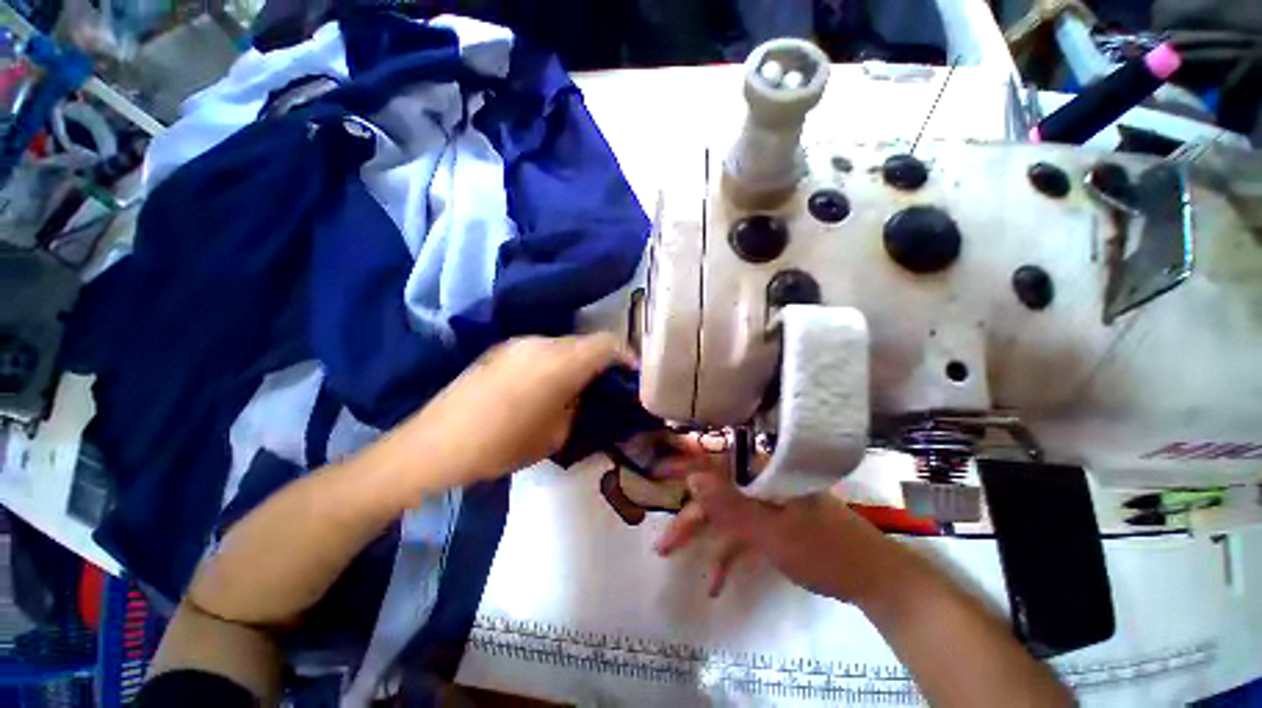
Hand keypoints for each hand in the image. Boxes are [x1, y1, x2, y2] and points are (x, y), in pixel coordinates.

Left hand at [378, 333, 632, 493]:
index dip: (627, 355)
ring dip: (578, 360)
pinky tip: (546, 385)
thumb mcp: (555, 435)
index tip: (634, 374)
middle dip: (602, 359)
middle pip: (586, 341)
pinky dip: (555, 361)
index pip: (607, 343)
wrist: (435, 444)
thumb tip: (583, 394)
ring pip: (564, 344)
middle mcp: (541, 342)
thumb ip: (577, 406)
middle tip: (608, 384)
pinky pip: (541, 349)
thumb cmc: (502, 445)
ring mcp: (518, 343)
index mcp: (559, 362)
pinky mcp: (501, 349)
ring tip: (577, 386)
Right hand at [654, 450, 911, 604]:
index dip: (685, 459)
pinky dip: (727, 556)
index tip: (657, 467)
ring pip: (723, 515)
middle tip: (658, 529)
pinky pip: (741, 536)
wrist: (872, 579)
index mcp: (762, 472)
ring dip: (699, 536)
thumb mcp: (772, 530)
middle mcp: (759, 484)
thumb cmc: (823, 548)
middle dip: (686, 513)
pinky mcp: (770, 526)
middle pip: (715, 492)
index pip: (716, 457)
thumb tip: (693, 476)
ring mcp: (764, 506)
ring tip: (668, 553)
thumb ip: (730, 504)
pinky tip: (714, 584)